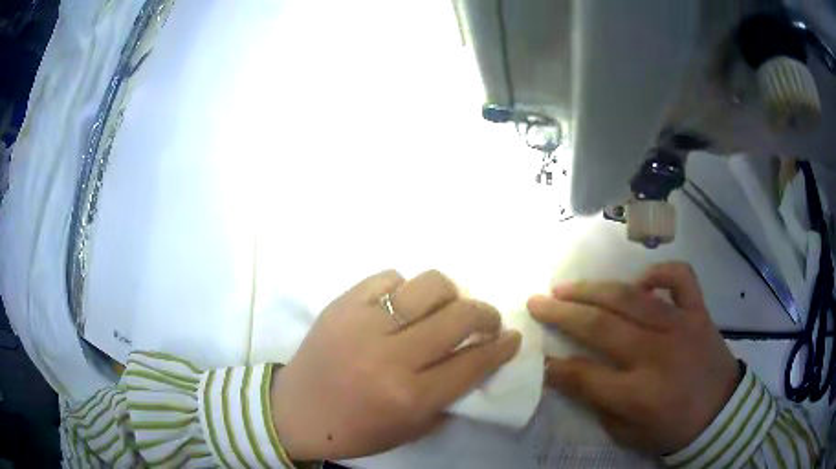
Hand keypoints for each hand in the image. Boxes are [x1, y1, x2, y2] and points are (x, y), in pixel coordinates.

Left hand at [271, 270, 520, 460]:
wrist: (296, 411)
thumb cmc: (356, 430)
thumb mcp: (411, 429)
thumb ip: (449, 397)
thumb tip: (478, 360)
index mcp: (409, 396)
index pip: (472, 362)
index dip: (501, 347)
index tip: (511, 338)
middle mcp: (391, 356)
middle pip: (458, 317)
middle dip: (485, 315)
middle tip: (486, 321)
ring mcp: (363, 324)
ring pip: (427, 285)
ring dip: (449, 294)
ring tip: (445, 307)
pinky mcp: (342, 304)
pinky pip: (388, 278)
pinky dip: (404, 288)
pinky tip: (402, 304)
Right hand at [527, 262, 740, 454]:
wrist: (720, 413)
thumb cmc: (672, 429)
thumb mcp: (628, 433)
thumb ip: (599, 404)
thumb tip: (572, 374)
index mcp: (638, 394)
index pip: (584, 375)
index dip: (554, 365)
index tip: (535, 353)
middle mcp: (657, 354)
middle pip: (600, 327)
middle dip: (562, 314)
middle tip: (537, 302)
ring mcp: (680, 326)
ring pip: (631, 297)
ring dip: (593, 289)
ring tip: (567, 286)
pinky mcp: (698, 311)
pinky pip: (680, 277)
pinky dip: (658, 273)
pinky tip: (640, 283)